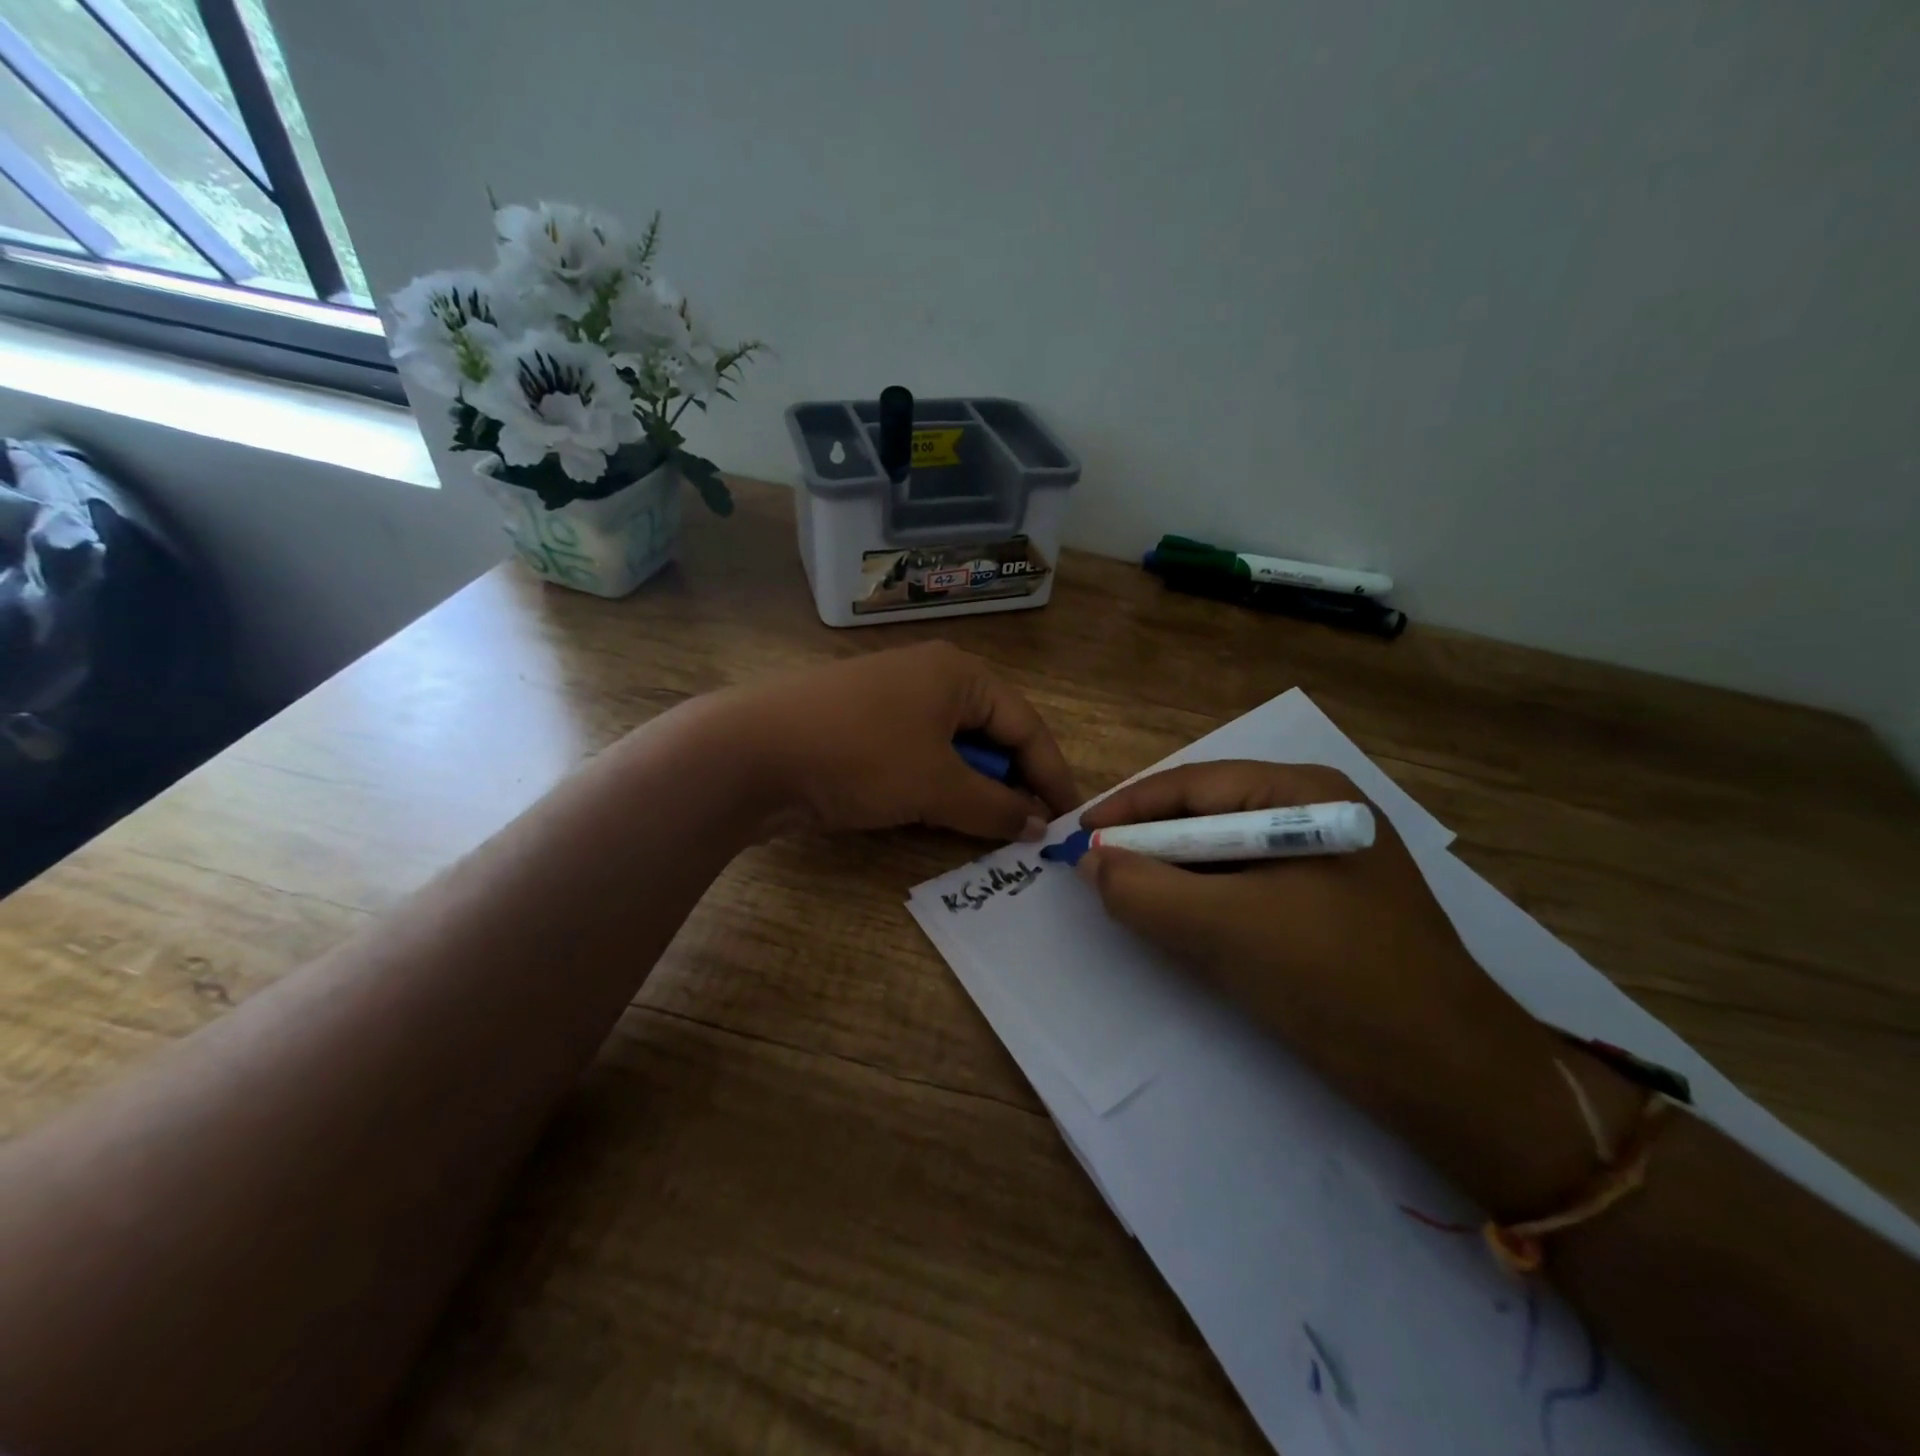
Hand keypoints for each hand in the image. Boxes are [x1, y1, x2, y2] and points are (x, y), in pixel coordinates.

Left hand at [703, 642, 1078, 840]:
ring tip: (989, 828)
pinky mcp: (862, 726)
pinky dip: (936, 785)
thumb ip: (995, 807)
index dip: (1051, 775)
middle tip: (1029, 830)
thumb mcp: (937, 786)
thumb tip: (1037, 825)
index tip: (1069, 821)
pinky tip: (937, 815)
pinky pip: (919, 755)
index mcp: (960, 674)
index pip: (1026, 726)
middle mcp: (930, 677)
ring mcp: (892, 700)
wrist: (750, 752)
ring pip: (954, 748)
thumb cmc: (860, 756)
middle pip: (991, 733)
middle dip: (1012, 782)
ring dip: (973, 788)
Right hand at [1078, 762, 1637, 1217]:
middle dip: (1149, 844)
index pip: (1195, 785)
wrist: (1458, 1085)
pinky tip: (1175, 924)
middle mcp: (1316, 817)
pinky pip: (1245, 891)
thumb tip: (1088, 862)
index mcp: (1306, 796)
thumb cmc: (1341, 984)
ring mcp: (1324, 865)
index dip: (1130, 808)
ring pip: (1223, 857)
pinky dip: (1203, 904)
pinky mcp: (1324, 910)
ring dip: (1172, 876)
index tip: (1077, 835)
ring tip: (1124, 896)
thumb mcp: (1229, 930)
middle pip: (1208, 817)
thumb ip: (1147, 891)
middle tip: (1094, 870)